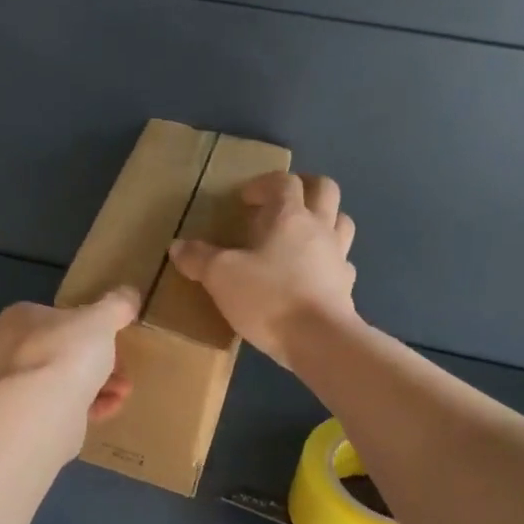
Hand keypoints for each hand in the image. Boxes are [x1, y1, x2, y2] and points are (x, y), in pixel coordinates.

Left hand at [0, 288, 139, 422]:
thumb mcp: (101, 318)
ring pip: (65, 380)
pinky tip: (110, 409)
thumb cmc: (67, 350)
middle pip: (65, 351)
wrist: (44, 408)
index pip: (57, 317)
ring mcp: (15, 386)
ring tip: (122, 393)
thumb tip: (129, 294)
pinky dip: (88, 406)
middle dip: (100, 362)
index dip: (89, 327)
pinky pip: (63, 406)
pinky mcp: (26, 417)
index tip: (114, 338)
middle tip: (123, 371)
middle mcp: (9, 351)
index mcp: (19, 320)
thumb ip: (117, 305)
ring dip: (100, 385)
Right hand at [168, 171, 356, 369]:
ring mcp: (338, 257)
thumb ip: (199, 258)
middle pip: (324, 190)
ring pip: (341, 222)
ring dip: (324, 219)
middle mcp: (320, 229)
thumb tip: (177, 246)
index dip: (264, 184)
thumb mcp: (221, 276)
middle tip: (281, 202)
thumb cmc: (269, 298)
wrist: (319, 340)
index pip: (284, 182)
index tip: (245, 199)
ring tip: (301, 234)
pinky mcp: (346, 287)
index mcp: (290, 217)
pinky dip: (328, 261)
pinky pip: (341, 262)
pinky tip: (312, 274)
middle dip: (305, 187)